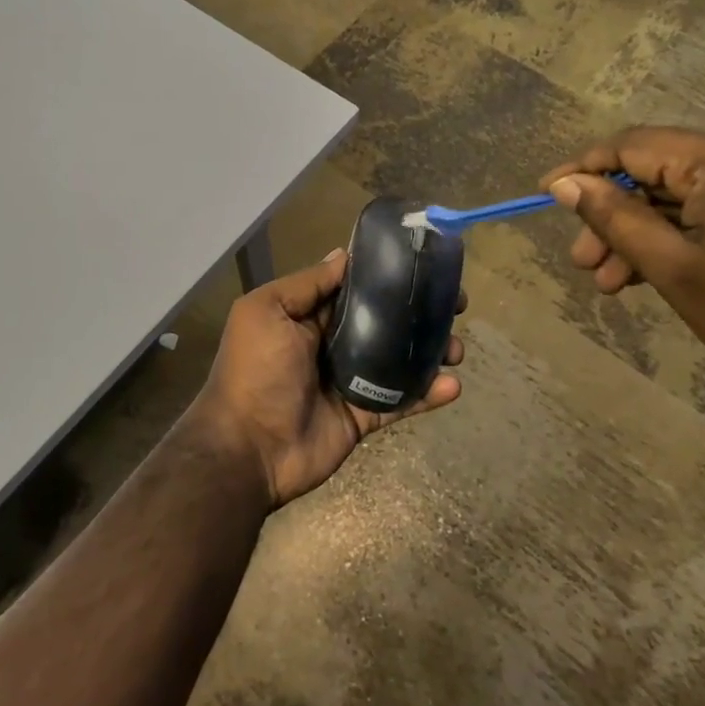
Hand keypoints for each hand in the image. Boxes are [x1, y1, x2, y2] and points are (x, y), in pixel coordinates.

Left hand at [186, 249, 464, 508]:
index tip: (423, 263)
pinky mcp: (363, 415)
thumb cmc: (255, 371)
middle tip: (455, 303)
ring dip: (430, 350)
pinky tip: (452, 384)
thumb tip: (343, 255)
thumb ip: (306, 285)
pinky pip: (401, 400)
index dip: (386, 276)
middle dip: (418, 310)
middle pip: (383, 321)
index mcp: (306, 317)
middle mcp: (330, 344)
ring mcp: (349, 381)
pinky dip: (428, 393)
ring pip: (398, 359)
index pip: (353, 288)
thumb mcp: (267, 312)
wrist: (248, 449)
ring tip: (456, 347)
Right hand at [541, 128, 704, 429]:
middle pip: (662, 172)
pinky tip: (651, 271)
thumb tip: (564, 184)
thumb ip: (613, 218)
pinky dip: (684, 233)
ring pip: (688, 193)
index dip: (585, 169)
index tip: (546, 192)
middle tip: (583, 262)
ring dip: (646, 231)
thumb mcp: (672, 268)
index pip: (637, 146)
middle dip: (617, 216)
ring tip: (610, 281)